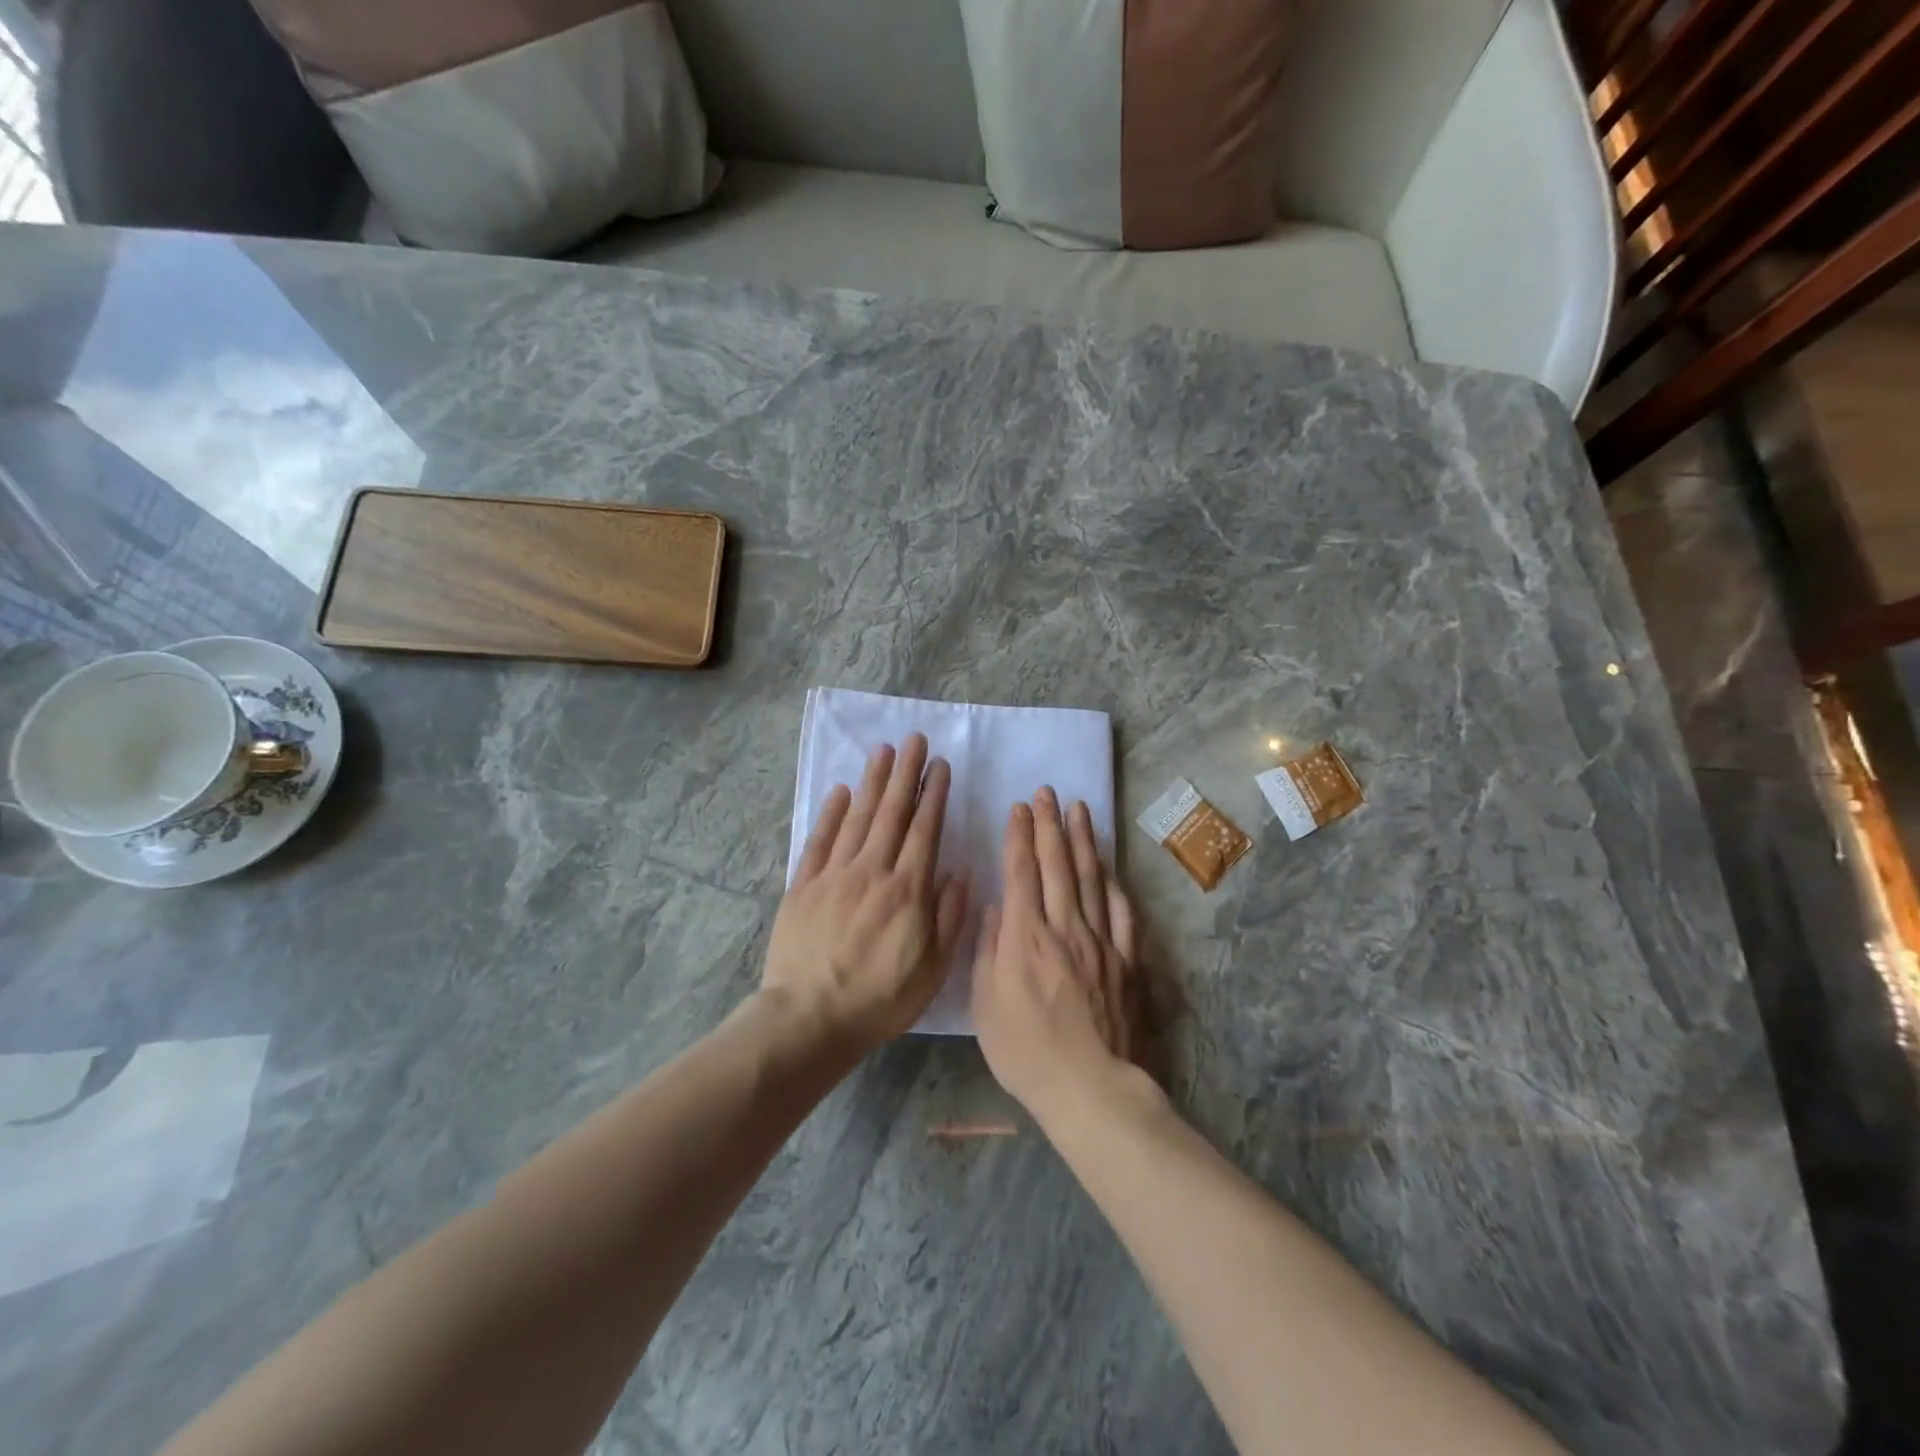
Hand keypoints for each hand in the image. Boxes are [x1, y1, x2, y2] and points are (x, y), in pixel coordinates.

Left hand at [763, 734, 967, 1052]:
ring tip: (884, 751)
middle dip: (906, 774)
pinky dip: (832, 813)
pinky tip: (842, 791)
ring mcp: (834, 875)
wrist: (809, 1018)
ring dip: (873, 782)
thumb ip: (948, 918)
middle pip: (892, 813)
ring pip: (858, 817)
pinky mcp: (804, 885)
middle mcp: (872, 872)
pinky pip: (821, 840)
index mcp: (907, 891)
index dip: (934, 795)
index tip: (940, 766)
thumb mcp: (932, 970)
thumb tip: (959, 873)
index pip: (925, 831)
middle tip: (914, 740)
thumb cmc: (879, 999)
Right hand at [972, 789, 1140, 1117]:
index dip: (1019, 835)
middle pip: (1057, 864)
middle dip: (1050, 824)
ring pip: (1091, 879)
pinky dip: (1114, 885)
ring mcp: (1100, 941)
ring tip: (1080, 810)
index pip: (1021, 871)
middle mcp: (1064, 927)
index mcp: (1025, 935)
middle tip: (1048, 791)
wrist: (1089, 1086)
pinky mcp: (1126, 960)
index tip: (1019, 807)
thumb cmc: (1025, 1050)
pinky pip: (1122, 913)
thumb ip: (989, 950)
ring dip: (1083, 841)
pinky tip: (1110, 868)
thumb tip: (996, 907)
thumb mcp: (985, 1004)